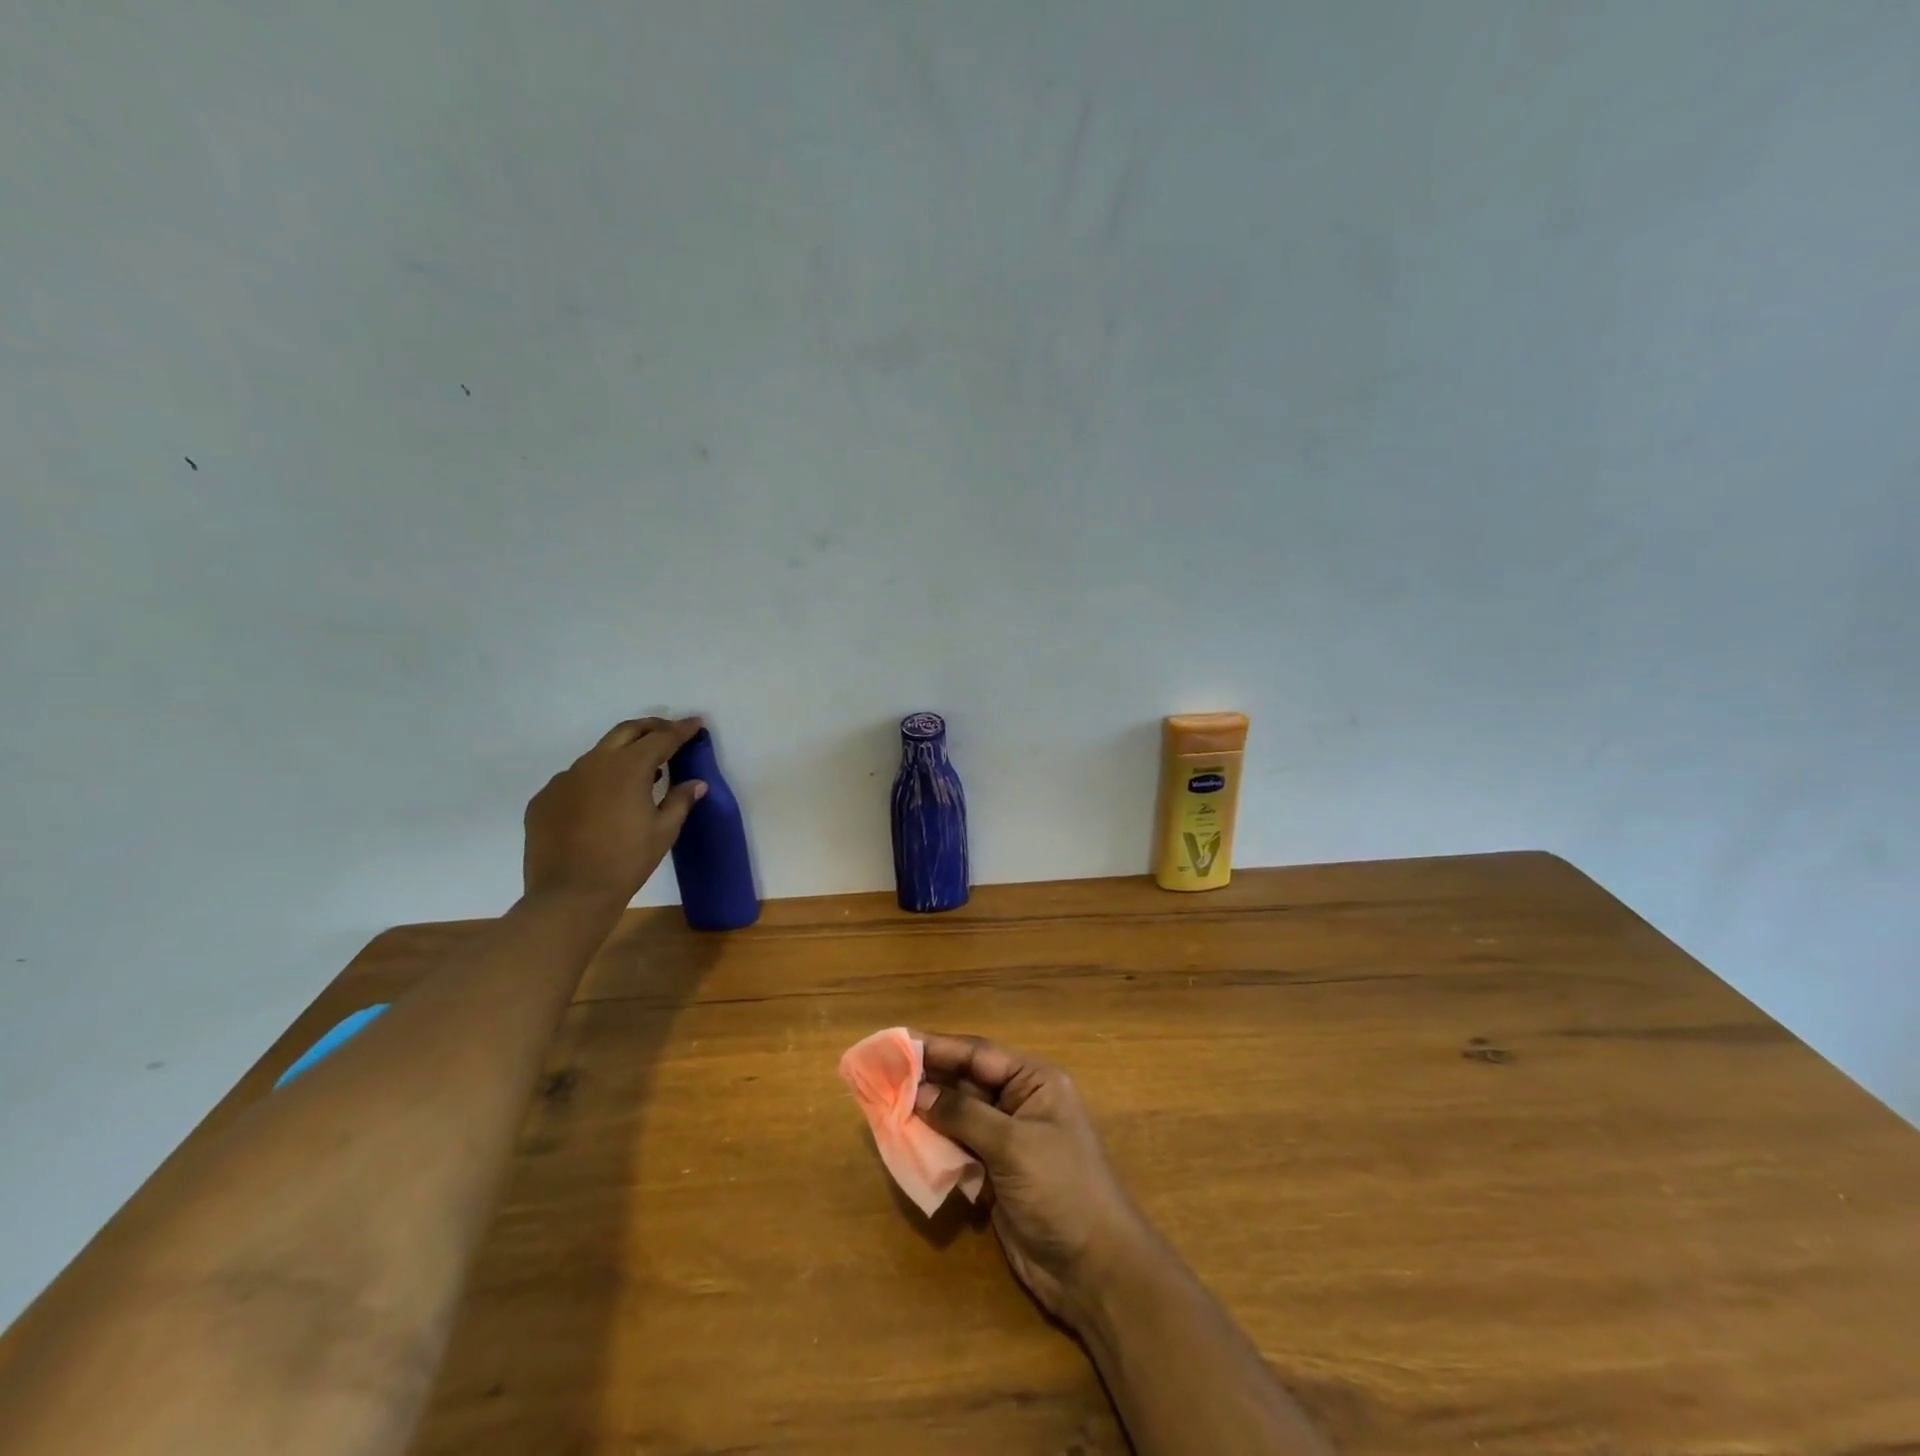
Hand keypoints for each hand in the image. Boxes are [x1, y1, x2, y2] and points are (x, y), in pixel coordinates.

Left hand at [523, 716, 706, 904]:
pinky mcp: (544, 799)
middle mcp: (594, 764)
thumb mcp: (664, 832)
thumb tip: (696, 783)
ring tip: (639, 773)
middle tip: (669, 734)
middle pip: (626, 731)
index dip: (681, 730)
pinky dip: (595, 781)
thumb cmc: (626, 862)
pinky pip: (575, 780)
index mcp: (628, 768)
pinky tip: (603, 803)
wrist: (569, 895)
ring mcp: (564, 779)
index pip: (661, 738)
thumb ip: (680, 800)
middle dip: (651, 727)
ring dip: (622, 755)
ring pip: (598, 755)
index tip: (696, 723)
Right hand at [914, 1032, 1154, 1327]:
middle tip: (882, 1074)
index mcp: (1034, 1081)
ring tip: (886, 1104)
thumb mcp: (1013, 1145)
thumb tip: (918, 1091)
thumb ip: (964, 1115)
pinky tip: (907, 1141)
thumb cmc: (1061, 1189)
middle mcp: (1019, 1102)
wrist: (1093, 1269)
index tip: (898, 1043)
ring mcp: (1007, 1140)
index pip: (978, 1054)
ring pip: (958, 1116)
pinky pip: (959, 1148)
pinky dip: (935, 1145)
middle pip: (965, 1082)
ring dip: (927, 1113)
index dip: (938, 1047)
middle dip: (927, 1079)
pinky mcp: (996, 1174)